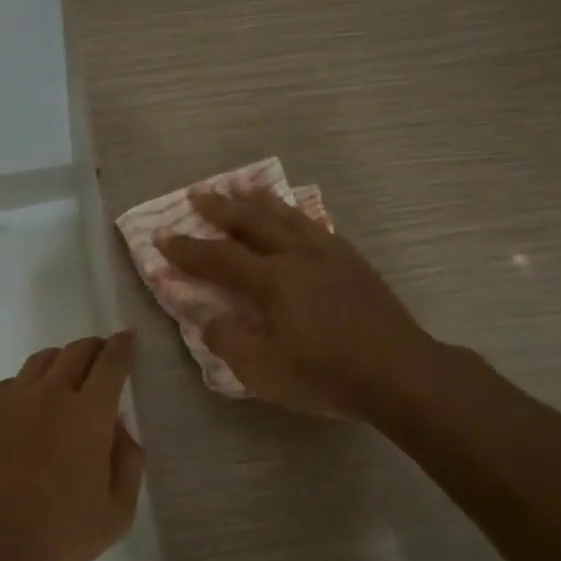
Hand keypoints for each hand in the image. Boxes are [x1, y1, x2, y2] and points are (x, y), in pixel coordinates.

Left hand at [0, 334, 145, 560]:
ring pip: (41, 361)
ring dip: (61, 362)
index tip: (128, 339)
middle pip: (76, 351)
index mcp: (88, 414)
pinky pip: (10, 385)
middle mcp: (50, 394)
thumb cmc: (58, 535)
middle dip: (95, 348)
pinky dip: (27, 387)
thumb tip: (120, 427)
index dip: (124, 346)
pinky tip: (26, 410)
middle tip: (102, 357)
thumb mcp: (117, 512)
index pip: (112, 363)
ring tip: (65, 379)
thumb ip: (128, 462)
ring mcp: (10, 400)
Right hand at [159, 189, 442, 419]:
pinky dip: (295, 214)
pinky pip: (315, 225)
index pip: (218, 257)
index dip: (186, 248)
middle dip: (220, 208)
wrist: (401, 373)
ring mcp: (328, 254)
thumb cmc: (326, 375)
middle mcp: (297, 256)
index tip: (160, 236)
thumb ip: (227, 339)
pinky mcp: (352, 261)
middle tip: (197, 193)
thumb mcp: (263, 371)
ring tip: (240, 186)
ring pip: (286, 215)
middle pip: (252, 222)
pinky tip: (294, 214)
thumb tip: (207, 317)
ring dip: (258, 199)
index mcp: (271, 281)